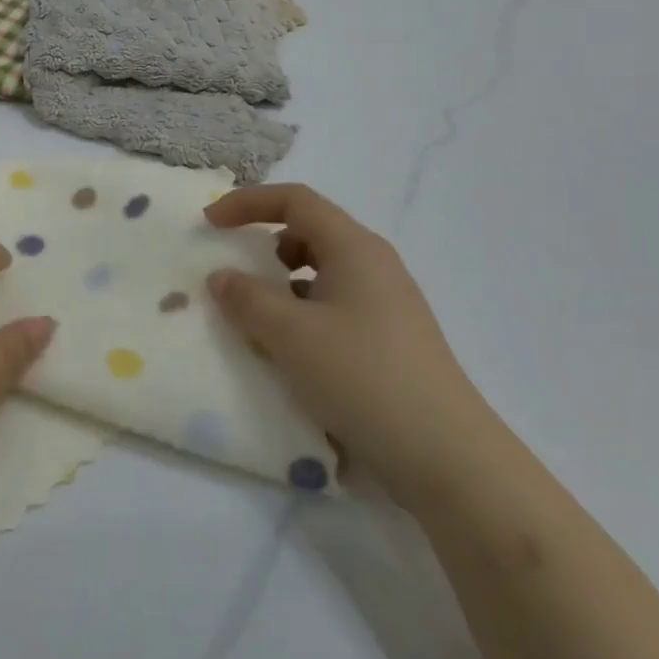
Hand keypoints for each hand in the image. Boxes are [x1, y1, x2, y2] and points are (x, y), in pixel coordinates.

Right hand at [205, 184, 493, 505]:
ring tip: (257, 317)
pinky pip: (334, 306)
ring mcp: (387, 304)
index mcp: (354, 248)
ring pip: (322, 272)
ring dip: (282, 283)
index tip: (211, 223)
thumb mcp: (290, 334)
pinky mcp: (390, 340)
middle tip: (235, 271)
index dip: (247, 203)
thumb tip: (221, 277)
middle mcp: (374, 265)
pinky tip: (290, 352)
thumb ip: (246, 298)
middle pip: (310, 231)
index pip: (295, 200)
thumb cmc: (362, 377)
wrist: (447, 458)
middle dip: (265, 243)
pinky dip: (302, 313)